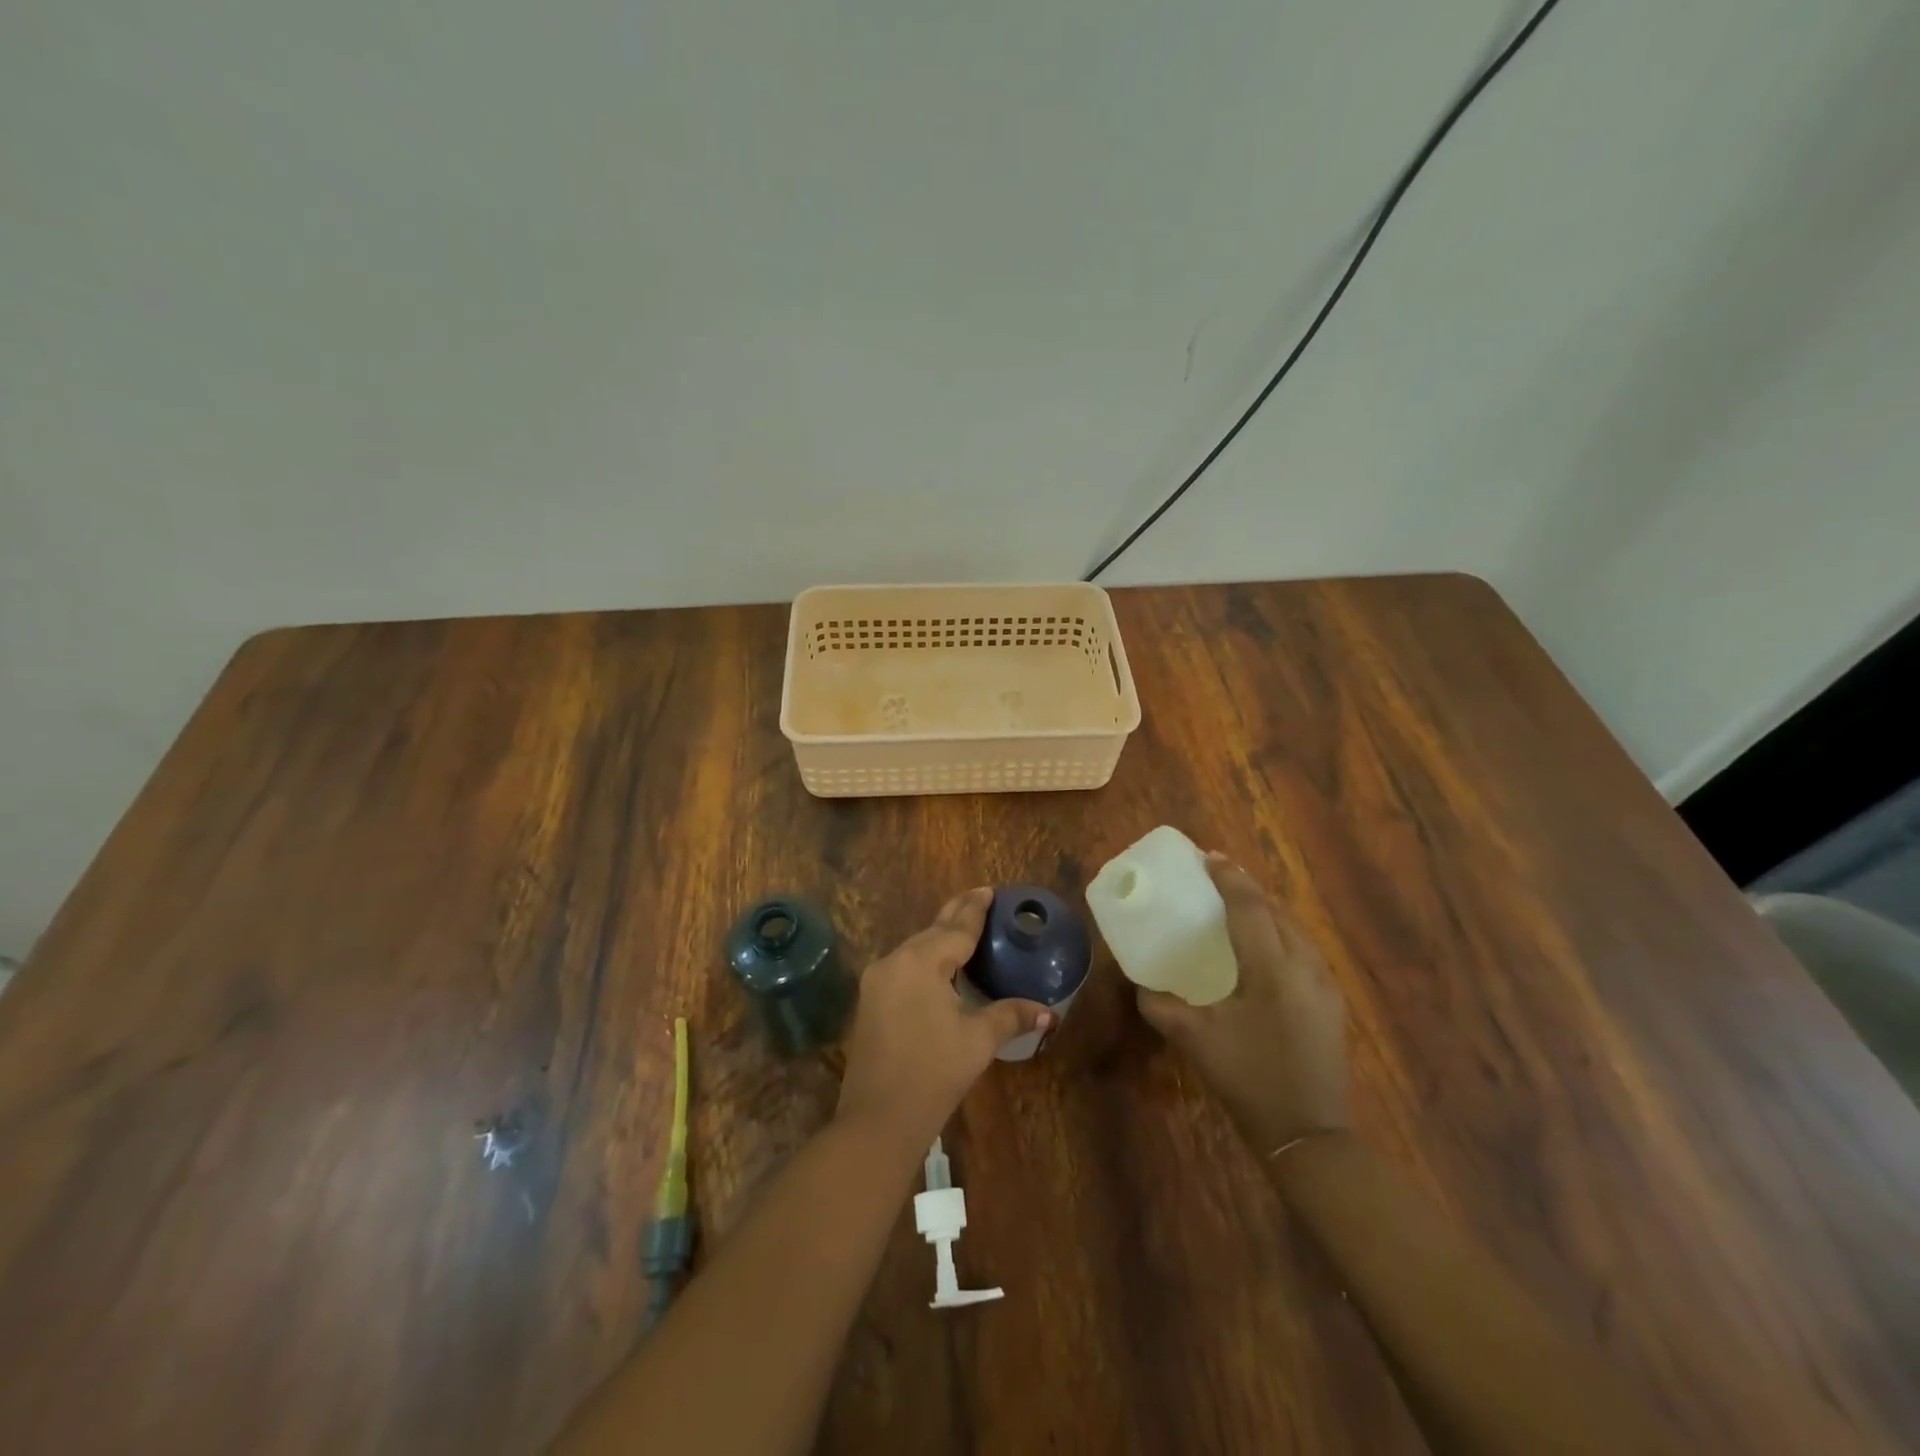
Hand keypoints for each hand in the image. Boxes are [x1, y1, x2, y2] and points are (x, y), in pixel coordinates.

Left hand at [836, 889, 1050, 1150]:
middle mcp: (895, 961)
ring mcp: (878, 981)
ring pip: (915, 948)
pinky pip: (903, 966)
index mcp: (921, 962)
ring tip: (963, 929)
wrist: (878, 1119)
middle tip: (979, 899)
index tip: (988, 890)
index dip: (974, 909)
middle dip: (956, 916)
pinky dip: (925, 959)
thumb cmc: (933, 1073)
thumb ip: (1011, 1015)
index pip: (956, 928)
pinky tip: (939, 965)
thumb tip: (1048, 1012)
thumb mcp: (978, 1040)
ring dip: (939, 937)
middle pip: (932, 931)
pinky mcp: (871, 1001)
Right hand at [1136, 854, 1348, 1152]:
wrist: (1310, 1134)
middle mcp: (1304, 965)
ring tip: (1238, 903)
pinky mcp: (1330, 1001)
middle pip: (1276, 910)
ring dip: (1266, 908)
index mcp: (1272, 968)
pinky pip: (1303, 947)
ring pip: (1294, 927)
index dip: (1229, 878)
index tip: (1209, 857)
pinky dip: (1279, 930)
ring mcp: (1324, 983)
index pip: (1250, 907)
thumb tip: (1140, 984)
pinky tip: (1263, 944)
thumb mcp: (1196, 1041)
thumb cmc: (1249, 1079)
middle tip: (1217, 876)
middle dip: (1247, 888)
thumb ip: (1161, 1006)